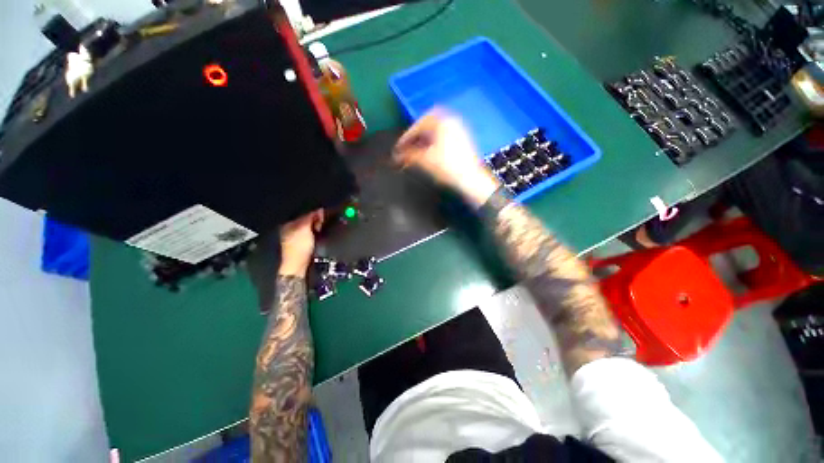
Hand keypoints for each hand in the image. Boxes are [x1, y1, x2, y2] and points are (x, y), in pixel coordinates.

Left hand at [279, 209, 323, 276]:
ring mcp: (297, 235)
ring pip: (310, 225)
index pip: (302, 211)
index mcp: (288, 223)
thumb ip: (310, 217)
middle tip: (321, 222)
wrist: (299, 265)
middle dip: (315, 218)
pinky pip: (311, 231)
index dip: (312, 211)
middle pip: (306, 218)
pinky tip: (319, 233)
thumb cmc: (299, 246)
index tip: (321, 212)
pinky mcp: (303, 241)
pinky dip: (316, 231)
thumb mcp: (304, 228)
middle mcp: (291, 227)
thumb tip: (317, 208)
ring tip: (320, 228)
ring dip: (317, 225)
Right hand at [393, 109, 499, 206]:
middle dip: (416, 134)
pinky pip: (445, 136)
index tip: (399, 147)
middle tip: (408, 145)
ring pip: (437, 130)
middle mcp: (452, 121)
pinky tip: (430, 152)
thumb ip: (409, 155)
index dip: (406, 137)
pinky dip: (434, 141)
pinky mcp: (464, 140)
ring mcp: (460, 130)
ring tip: (416, 150)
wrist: (471, 180)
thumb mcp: (425, 160)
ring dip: (425, 138)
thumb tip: (397, 156)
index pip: (419, 125)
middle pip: (428, 124)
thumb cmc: (447, 167)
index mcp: (442, 121)